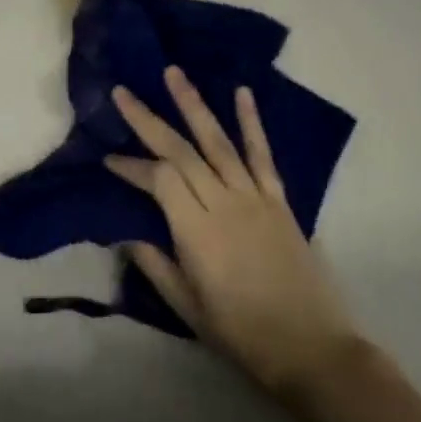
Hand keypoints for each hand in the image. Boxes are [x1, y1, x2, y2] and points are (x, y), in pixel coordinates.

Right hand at [104, 68, 366, 405]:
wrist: (312, 348)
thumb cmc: (242, 334)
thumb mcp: (187, 308)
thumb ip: (155, 265)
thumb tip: (125, 233)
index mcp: (196, 231)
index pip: (158, 180)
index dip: (131, 166)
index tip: (108, 159)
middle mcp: (223, 203)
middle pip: (180, 151)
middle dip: (148, 119)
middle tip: (123, 92)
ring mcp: (254, 197)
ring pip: (217, 141)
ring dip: (193, 104)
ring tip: (173, 73)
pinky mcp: (279, 200)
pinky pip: (262, 154)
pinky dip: (251, 122)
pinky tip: (241, 92)